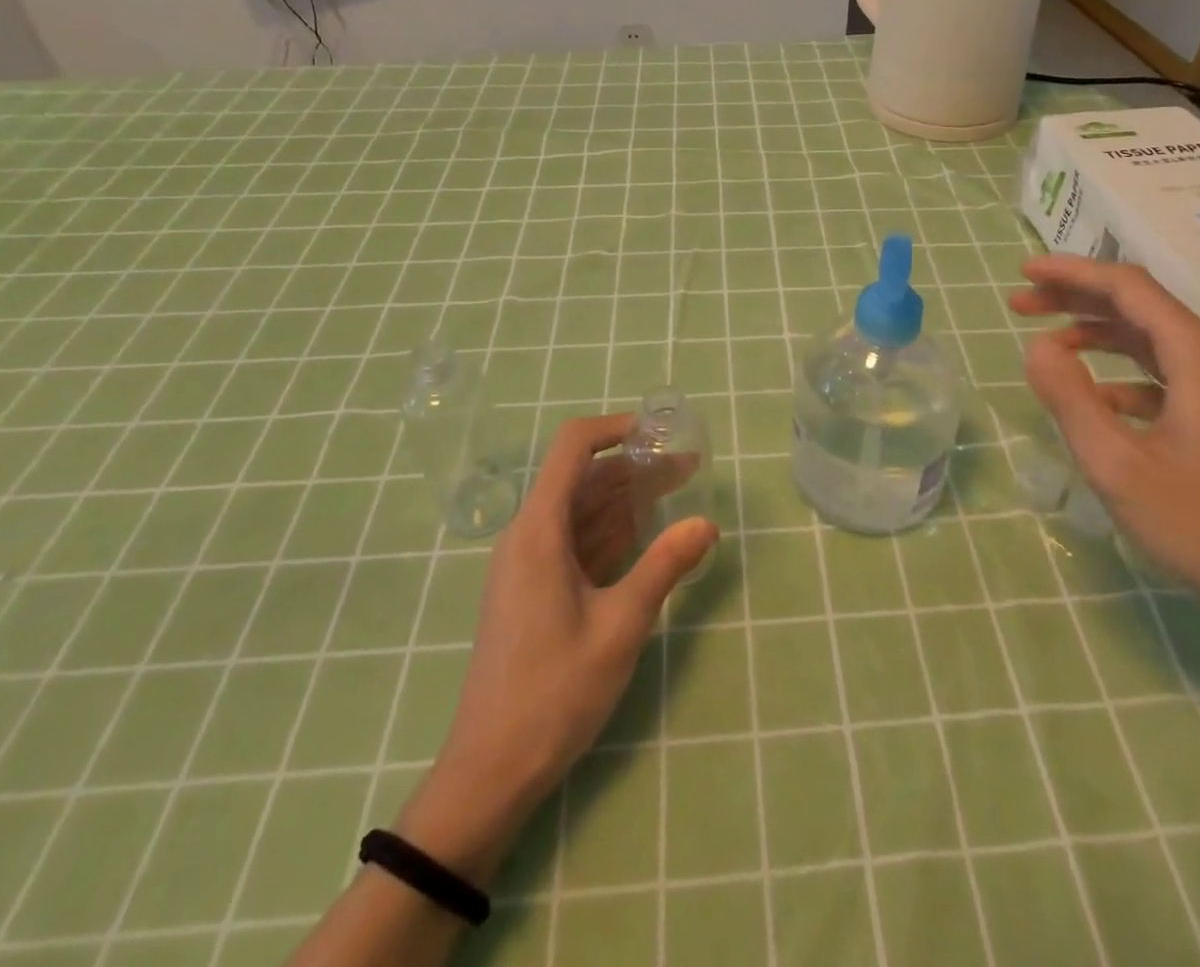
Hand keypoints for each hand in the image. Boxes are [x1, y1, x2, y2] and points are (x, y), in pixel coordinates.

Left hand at [393, 414, 718, 882]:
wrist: (490, 770)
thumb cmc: (554, 692)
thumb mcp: (621, 626)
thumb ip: (665, 566)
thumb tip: (708, 522)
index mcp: (539, 530)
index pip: (572, 447)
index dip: (614, 428)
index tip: (660, 432)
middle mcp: (530, 535)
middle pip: (584, 478)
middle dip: (636, 466)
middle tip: (690, 467)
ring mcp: (529, 563)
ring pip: (583, 510)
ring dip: (628, 497)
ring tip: (679, 490)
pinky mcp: (534, 589)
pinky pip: (577, 541)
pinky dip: (612, 530)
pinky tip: (647, 531)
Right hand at [1010, 255, 1199, 636]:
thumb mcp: (1117, 464)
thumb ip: (1070, 398)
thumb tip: (1036, 346)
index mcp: (1198, 357)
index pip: (1128, 288)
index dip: (1072, 273)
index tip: (1022, 272)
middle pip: (1139, 306)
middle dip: (1076, 298)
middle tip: (1021, 303)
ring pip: (1149, 339)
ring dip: (1095, 332)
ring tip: (1046, 341)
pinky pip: (1162, 374)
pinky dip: (1119, 372)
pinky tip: (1092, 397)